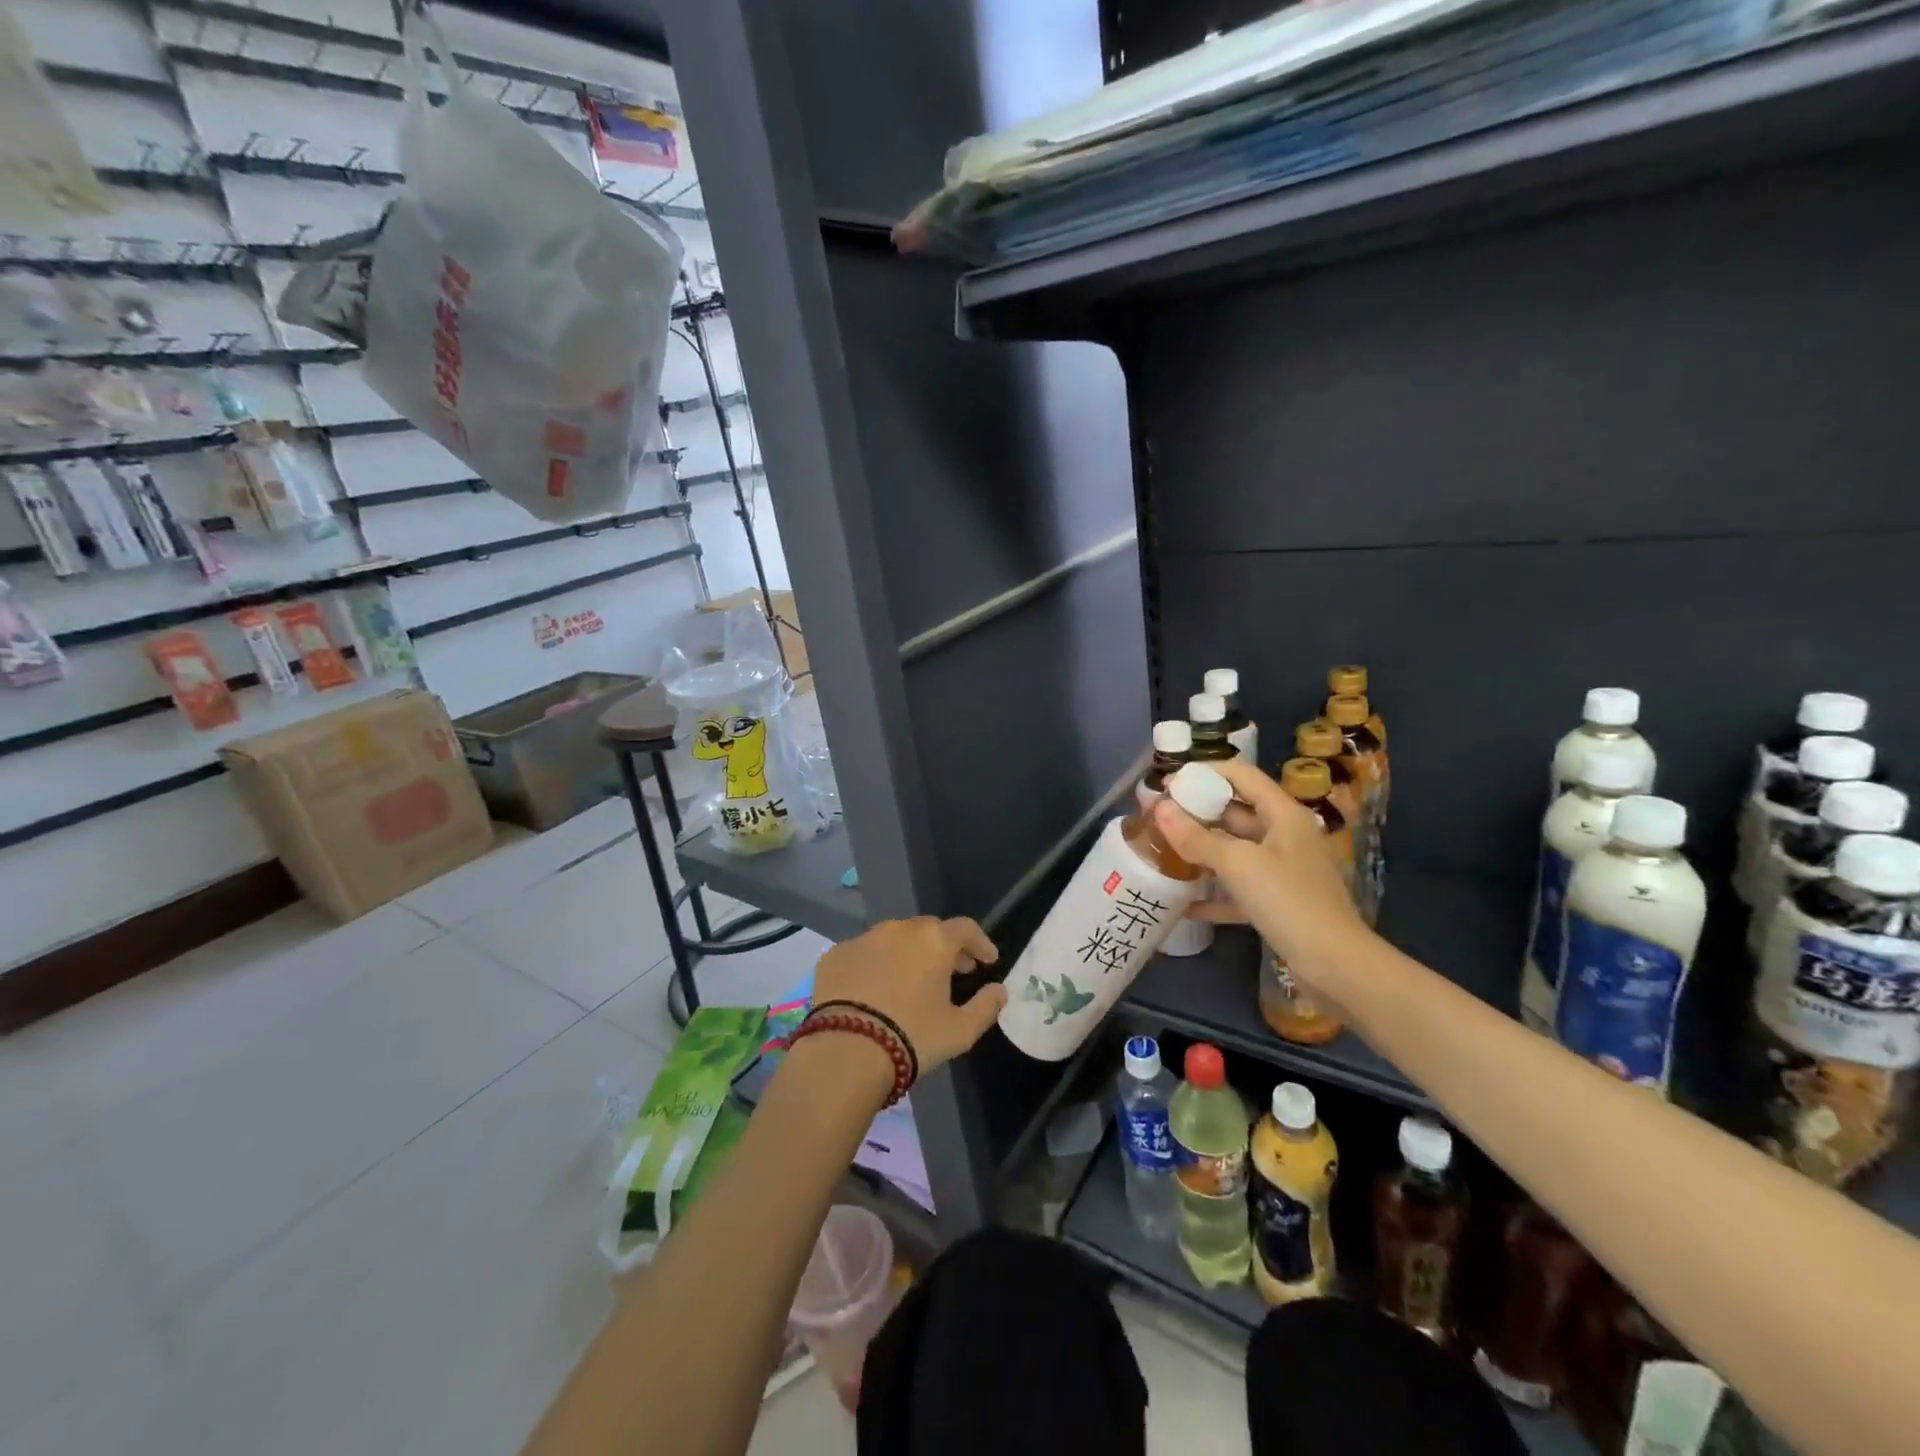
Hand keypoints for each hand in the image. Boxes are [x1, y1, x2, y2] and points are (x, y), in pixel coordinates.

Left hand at [811, 916, 1003, 1075]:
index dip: (981, 943)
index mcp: (934, 940)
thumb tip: (999, 991)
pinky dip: (874, 965)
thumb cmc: (912, 1037)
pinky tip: (874, 991)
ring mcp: (863, 939)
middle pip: (929, 930)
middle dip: (944, 947)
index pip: (966, 929)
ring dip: (908, 953)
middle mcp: (899, 929)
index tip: (987, 960)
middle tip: (953, 970)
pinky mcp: (834, 955)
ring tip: (912, 980)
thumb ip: (986, 1006)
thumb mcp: (960, 1031)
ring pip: (893, 939)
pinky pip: (863, 954)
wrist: (845, 1052)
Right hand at [1152, 758, 1368, 984]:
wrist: (1335, 965)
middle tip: (1156, 817)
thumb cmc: (1290, 901)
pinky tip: (1183, 903)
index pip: (1241, 775)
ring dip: (1200, 850)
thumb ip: (1197, 837)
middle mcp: (1283, 835)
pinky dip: (1213, 893)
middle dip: (1196, 812)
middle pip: (1234, 812)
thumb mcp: (1239, 864)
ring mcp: (1281, 870)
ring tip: (1161, 851)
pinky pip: (1238, 888)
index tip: (1168, 784)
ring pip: (1234, 850)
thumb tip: (1159, 809)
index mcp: (1282, 814)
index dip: (1204, 773)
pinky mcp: (1277, 902)